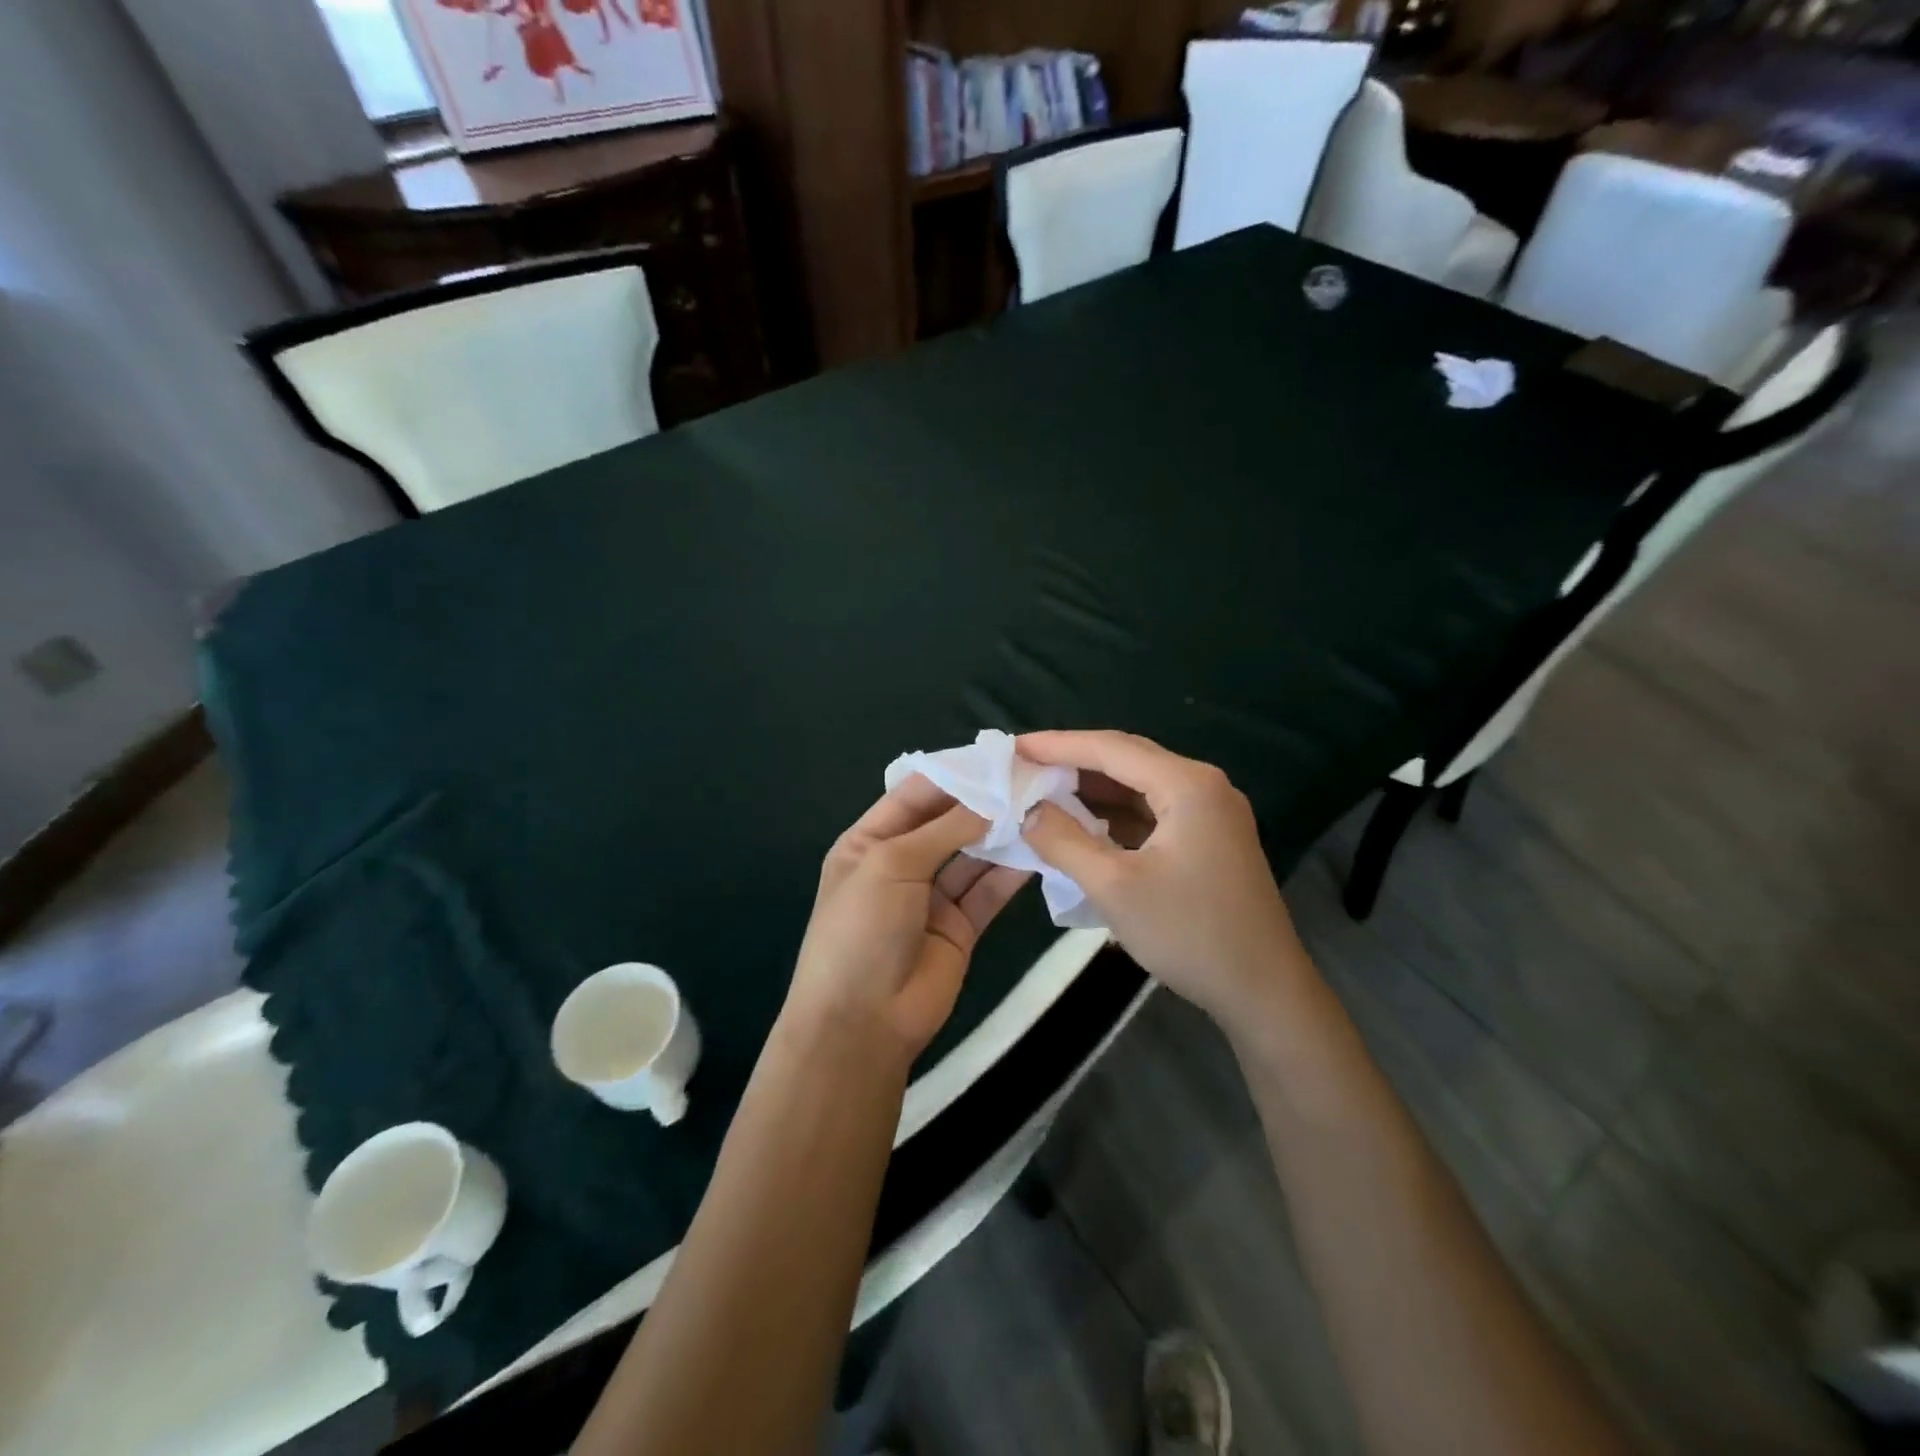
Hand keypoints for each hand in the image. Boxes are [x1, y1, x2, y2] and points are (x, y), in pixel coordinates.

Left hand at [787, 775, 1030, 1061]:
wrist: (862, 1022)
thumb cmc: (862, 930)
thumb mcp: (891, 865)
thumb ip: (943, 829)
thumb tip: (990, 800)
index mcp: (869, 842)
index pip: (913, 795)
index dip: (952, 775)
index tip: (997, 757)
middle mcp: (901, 863)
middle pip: (947, 822)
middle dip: (983, 803)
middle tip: (1030, 779)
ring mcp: (931, 897)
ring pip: (972, 855)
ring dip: (1001, 835)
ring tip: (1041, 807)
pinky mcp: (960, 927)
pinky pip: (988, 891)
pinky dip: (1011, 872)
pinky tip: (1039, 849)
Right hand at [1018, 730, 1313, 1027]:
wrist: (1264, 991)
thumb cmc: (1189, 934)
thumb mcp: (1114, 887)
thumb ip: (1064, 841)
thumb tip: (1027, 810)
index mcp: (1187, 785)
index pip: (1111, 748)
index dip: (1058, 745)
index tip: (1013, 747)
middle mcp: (1203, 786)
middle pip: (1127, 759)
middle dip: (1073, 762)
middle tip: (1024, 767)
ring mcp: (1211, 812)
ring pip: (1139, 786)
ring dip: (1093, 790)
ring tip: (1043, 792)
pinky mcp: (1209, 839)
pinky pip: (1153, 811)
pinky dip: (1115, 814)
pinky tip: (1083, 824)